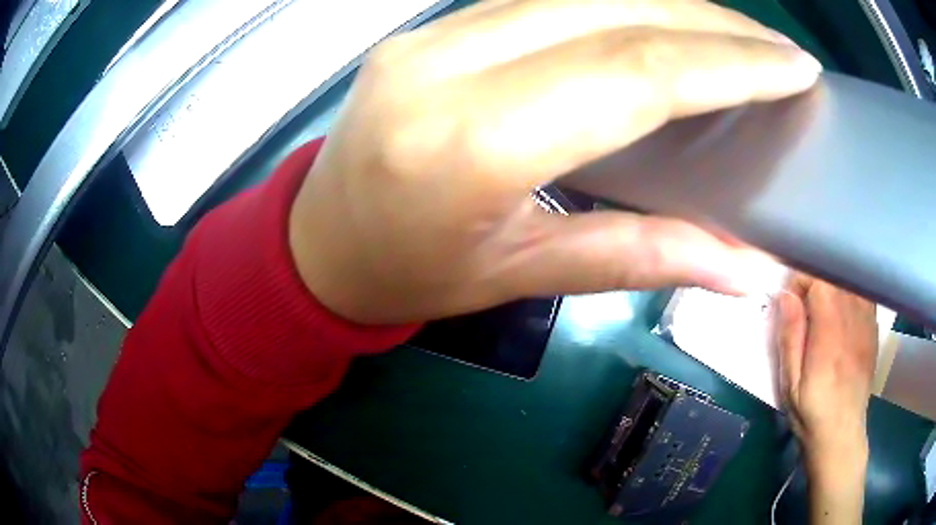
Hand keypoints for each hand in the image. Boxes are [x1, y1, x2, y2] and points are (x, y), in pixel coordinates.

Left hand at [290, 0, 821, 324]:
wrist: (317, 243)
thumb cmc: (407, 277)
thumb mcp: (522, 277)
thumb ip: (643, 259)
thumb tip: (747, 268)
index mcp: (469, 143)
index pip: (636, 72)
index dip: (731, 63)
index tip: (795, 67)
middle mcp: (445, 65)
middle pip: (615, 13)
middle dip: (715, 26)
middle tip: (779, 50)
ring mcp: (429, 35)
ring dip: (674, 8)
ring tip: (739, 38)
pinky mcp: (427, 29)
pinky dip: (619, 5)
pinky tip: (662, 23)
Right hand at [774, 276, 875, 524]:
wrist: (841, 434)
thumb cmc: (811, 413)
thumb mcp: (790, 384)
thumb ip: (790, 337)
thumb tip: (786, 295)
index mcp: (830, 333)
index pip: (819, 280)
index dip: (801, 280)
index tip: (791, 300)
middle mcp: (852, 319)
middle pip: (836, 275)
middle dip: (816, 281)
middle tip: (804, 305)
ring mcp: (867, 322)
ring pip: (851, 280)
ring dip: (834, 284)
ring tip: (823, 307)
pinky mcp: (873, 329)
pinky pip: (864, 294)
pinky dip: (851, 292)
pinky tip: (843, 310)